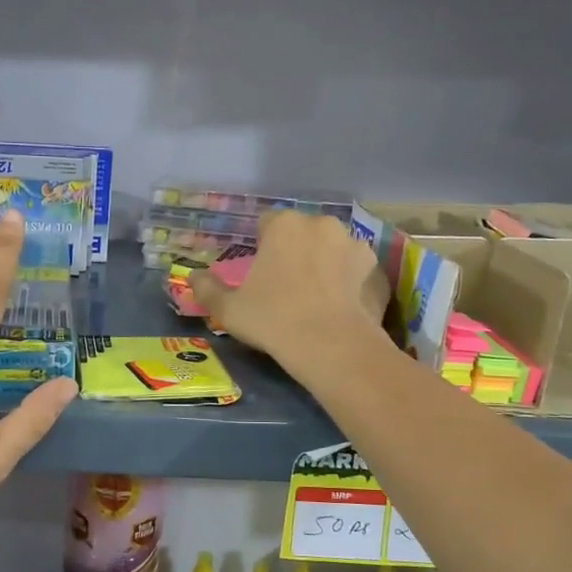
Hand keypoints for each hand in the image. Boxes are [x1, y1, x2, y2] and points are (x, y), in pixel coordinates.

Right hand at [191, 211, 390, 374]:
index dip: (260, 246)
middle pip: (302, 233)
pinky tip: (339, 309)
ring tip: (315, 299)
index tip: (259, 273)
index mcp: (284, 226)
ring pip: (331, 250)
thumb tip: (194, 276)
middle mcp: (321, 224)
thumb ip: (208, 289)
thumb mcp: (228, 309)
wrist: (332, 347)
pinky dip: (348, 283)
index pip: (266, 224)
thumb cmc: (273, 320)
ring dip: (323, 264)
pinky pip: (355, 272)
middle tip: (284, 286)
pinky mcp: (377, 270)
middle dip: (294, 251)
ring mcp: (355, 245)